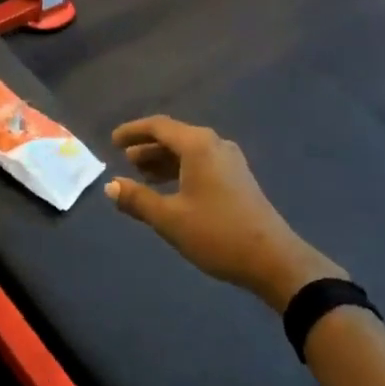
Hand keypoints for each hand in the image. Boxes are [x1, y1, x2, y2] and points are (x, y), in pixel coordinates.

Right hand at [107, 115, 344, 312]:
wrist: (273, 259)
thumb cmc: (217, 233)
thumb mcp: (170, 218)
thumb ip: (138, 199)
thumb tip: (111, 185)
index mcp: (198, 145)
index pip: (159, 126)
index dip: (133, 131)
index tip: (113, 141)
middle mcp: (215, 144)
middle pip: (175, 136)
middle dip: (147, 147)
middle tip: (125, 160)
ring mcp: (230, 161)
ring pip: (189, 151)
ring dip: (164, 160)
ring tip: (142, 177)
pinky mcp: (238, 178)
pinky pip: (201, 163)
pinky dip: (181, 170)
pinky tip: (171, 190)